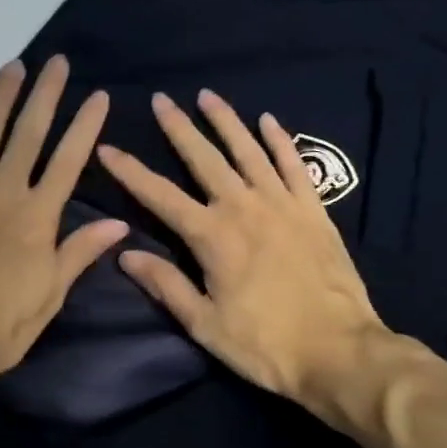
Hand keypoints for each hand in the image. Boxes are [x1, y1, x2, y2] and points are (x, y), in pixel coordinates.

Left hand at [0, 55, 128, 404]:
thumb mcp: (50, 295)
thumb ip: (79, 252)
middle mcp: (2, 191)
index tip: (98, 96)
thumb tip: (119, 223)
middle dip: (45, 95)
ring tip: (12, 66)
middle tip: (55, 62)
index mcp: (37, 216)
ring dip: (0, 97)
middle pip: (28, 133)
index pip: (69, 160)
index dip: (86, 126)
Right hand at [97, 89, 439, 420]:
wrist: (338, 351)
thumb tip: (124, 254)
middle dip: (179, 129)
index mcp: (212, 237)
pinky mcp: (314, 211)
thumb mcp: (204, 324)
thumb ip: (166, 285)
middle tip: (161, 100)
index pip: (160, 196)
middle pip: (204, 159)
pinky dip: (280, 141)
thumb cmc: (264, 344)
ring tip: (207, 96)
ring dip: (226, 122)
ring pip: (249, 151)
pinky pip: (294, 165)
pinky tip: (268, 122)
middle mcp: (244, 208)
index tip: (108, 148)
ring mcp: (283, 205)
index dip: (131, 171)